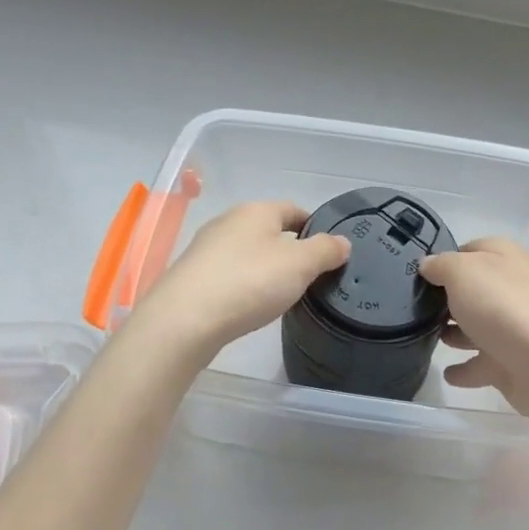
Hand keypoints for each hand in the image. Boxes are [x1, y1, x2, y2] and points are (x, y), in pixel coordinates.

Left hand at [125, 201, 349, 358]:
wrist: (184, 319)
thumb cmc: (250, 282)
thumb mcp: (300, 265)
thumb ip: (325, 250)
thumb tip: (343, 242)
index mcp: (257, 210)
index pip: (294, 209)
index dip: (314, 226)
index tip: (329, 249)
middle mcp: (229, 221)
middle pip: (268, 230)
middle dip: (289, 248)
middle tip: (309, 276)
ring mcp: (206, 248)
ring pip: (247, 251)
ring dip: (265, 267)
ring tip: (282, 293)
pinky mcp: (192, 275)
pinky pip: (228, 273)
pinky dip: (244, 283)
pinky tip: (249, 304)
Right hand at [419, 238, 528, 422]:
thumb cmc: (505, 307)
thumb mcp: (463, 272)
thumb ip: (441, 265)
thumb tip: (428, 265)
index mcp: (504, 258)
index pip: (469, 249)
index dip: (444, 259)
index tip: (417, 274)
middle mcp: (511, 289)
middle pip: (474, 290)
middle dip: (447, 298)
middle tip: (414, 308)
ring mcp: (514, 328)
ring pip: (477, 327)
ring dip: (455, 333)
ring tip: (426, 337)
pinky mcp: (513, 364)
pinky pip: (482, 365)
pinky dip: (466, 369)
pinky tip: (448, 374)